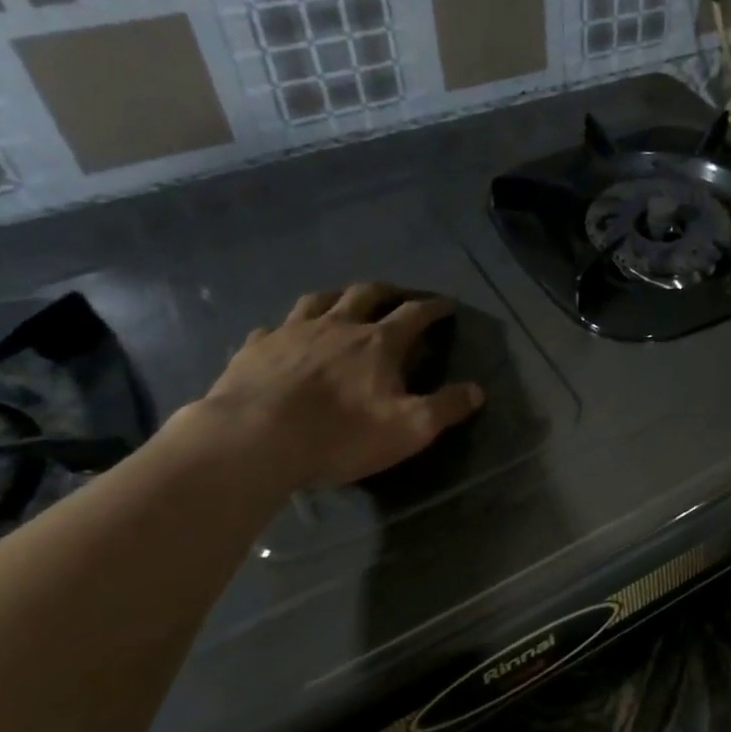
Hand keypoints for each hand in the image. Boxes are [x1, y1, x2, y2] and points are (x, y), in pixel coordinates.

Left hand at [186, 282, 483, 490]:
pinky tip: (284, 337)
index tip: (446, 305)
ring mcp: (292, 333)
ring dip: (338, 296)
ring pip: (319, 300)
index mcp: (379, 342)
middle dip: (388, 291)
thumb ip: (446, 408)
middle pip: (367, 294)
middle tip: (398, 295)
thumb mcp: (409, 429)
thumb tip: (477, 391)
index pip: (415, 314)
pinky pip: (273, 328)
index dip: (434, 308)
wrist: (253, 440)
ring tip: (344, 301)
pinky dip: (286, 328)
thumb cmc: (340, 434)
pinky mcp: (255, 349)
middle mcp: (338, 326)